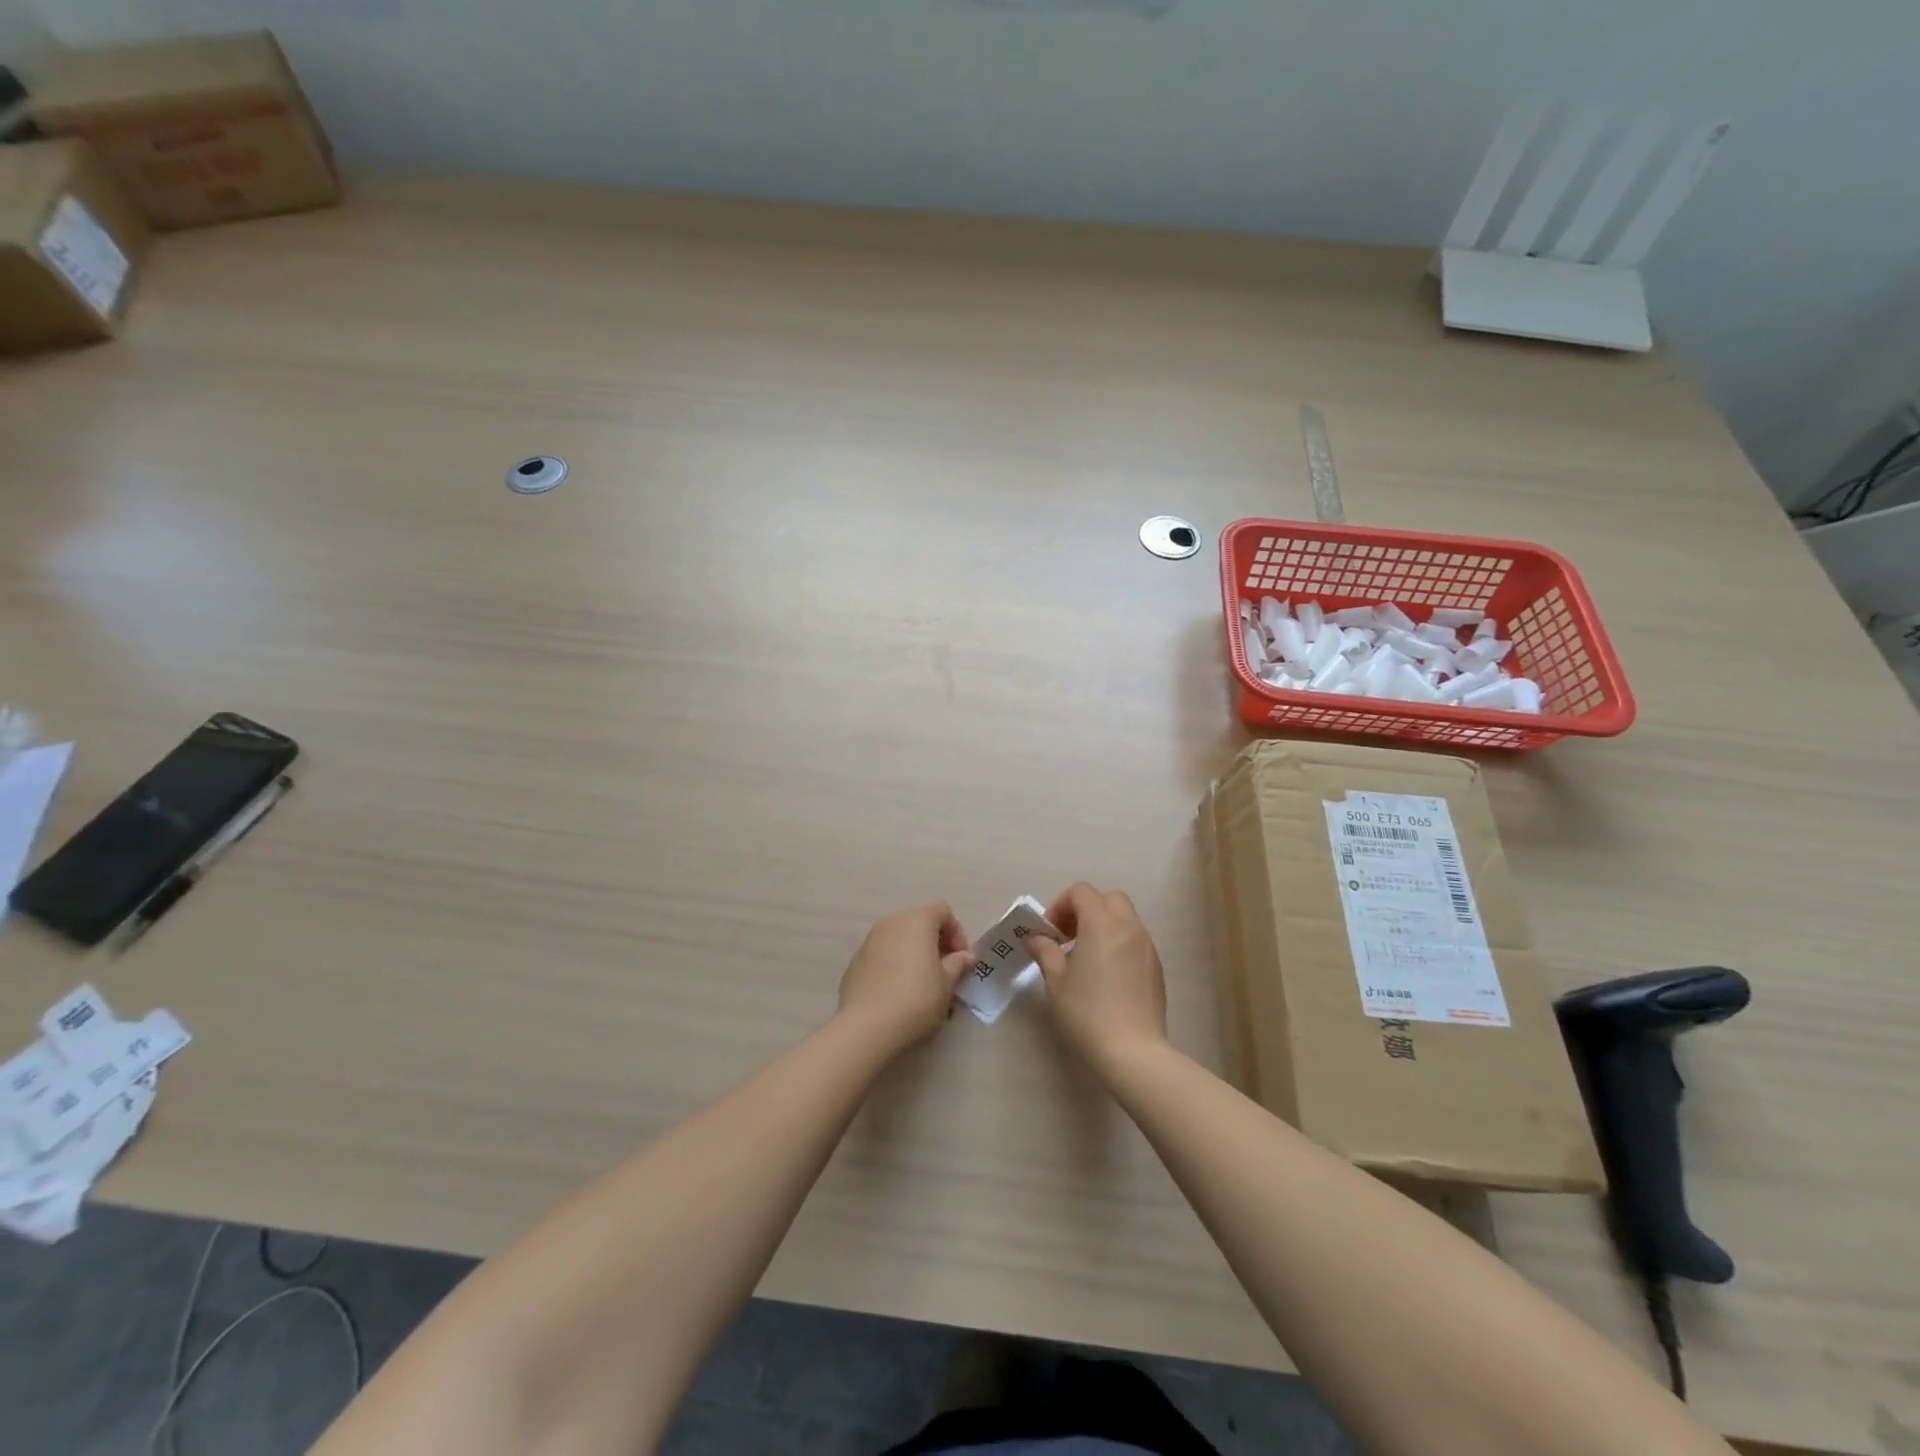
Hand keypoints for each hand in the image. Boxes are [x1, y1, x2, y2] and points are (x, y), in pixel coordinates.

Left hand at [837, 902, 973, 1053]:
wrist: (867, 1028)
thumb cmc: (917, 1000)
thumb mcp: (947, 985)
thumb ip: (958, 964)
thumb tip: (965, 956)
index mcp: (916, 921)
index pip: (942, 911)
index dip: (957, 932)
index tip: (961, 960)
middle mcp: (890, 923)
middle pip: (919, 923)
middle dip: (935, 944)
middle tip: (945, 973)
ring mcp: (868, 942)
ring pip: (899, 940)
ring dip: (914, 955)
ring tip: (922, 986)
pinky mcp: (854, 963)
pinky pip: (882, 956)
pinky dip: (894, 966)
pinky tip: (897, 995)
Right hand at [1028, 883, 1167, 1074]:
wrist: (1132, 1051)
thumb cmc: (1086, 1012)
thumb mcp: (1056, 981)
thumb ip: (1045, 952)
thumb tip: (1036, 938)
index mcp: (1101, 923)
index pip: (1081, 892)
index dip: (1061, 905)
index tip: (1051, 932)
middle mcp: (1128, 926)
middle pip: (1109, 899)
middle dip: (1086, 909)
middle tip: (1069, 937)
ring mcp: (1147, 946)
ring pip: (1126, 918)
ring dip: (1105, 926)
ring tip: (1087, 957)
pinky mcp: (1157, 967)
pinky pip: (1136, 940)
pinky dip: (1120, 943)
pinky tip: (1108, 975)